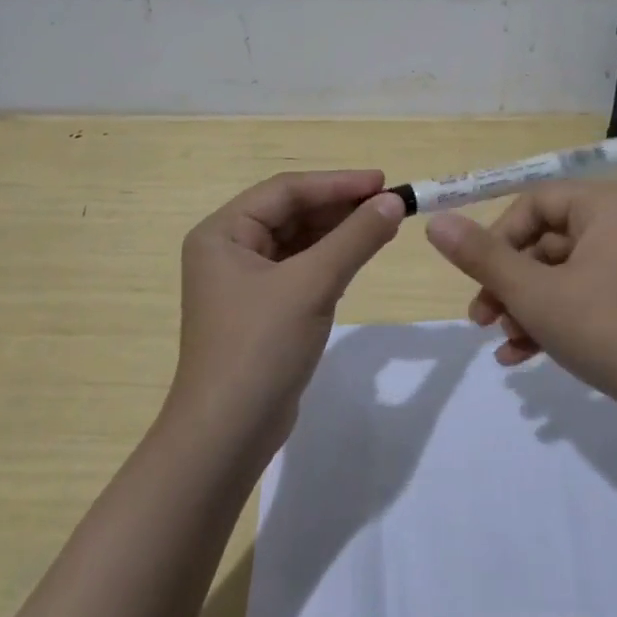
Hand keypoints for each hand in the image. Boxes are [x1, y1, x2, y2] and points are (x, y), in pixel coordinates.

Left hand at [171, 170, 404, 455]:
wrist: (227, 435)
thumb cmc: (261, 347)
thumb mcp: (312, 285)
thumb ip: (355, 238)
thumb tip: (394, 202)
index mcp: (223, 233)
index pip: (286, 191)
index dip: (337, 183)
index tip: (383, 182)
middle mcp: (228, 249)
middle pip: (291, 212)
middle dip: (340, 207)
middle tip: (389, 203)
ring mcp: (243, 281)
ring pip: (298, 240)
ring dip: (338, 232)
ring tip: (383, 224)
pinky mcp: (261, 309)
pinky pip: (300, 268)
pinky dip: (330, 259)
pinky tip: (358, 255)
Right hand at [424, 180, 616, 417]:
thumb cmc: (609, 330)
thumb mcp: (535, 294)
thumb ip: (482, 257)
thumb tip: (436, 221)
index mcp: (606, 205)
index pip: (534, 203)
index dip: (497, 239)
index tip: (477, 279)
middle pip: (545, 240)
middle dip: (508, 283)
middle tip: (482, 320)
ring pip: (560, 273)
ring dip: (526, 307)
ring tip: (505, 345)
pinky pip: (584, 294)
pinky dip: (553, 319)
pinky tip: (522, 356)